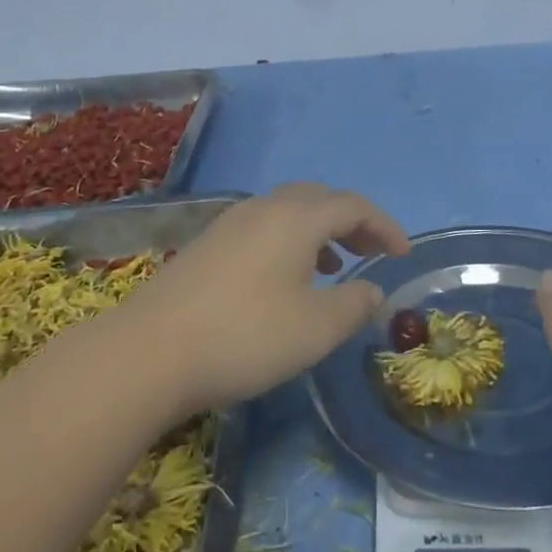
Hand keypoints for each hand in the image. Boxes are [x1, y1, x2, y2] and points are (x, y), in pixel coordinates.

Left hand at [125, 184, 410, 414]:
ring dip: (320, 230)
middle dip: (352, 221)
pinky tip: (285, 278)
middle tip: (372, 251)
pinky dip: (290, 241)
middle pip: (319, 199)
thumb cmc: (245, 336)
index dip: (384, 226)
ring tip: (335, 264)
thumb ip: (354, 305)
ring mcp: (230, 223)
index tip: (403, 254)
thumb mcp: (315, 329)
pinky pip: (264, 227)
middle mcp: (264, 208)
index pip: (353, 205)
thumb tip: (373, 290)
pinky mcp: (207, 244)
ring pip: (288, 211)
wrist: (149, 352)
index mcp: (296, 218)